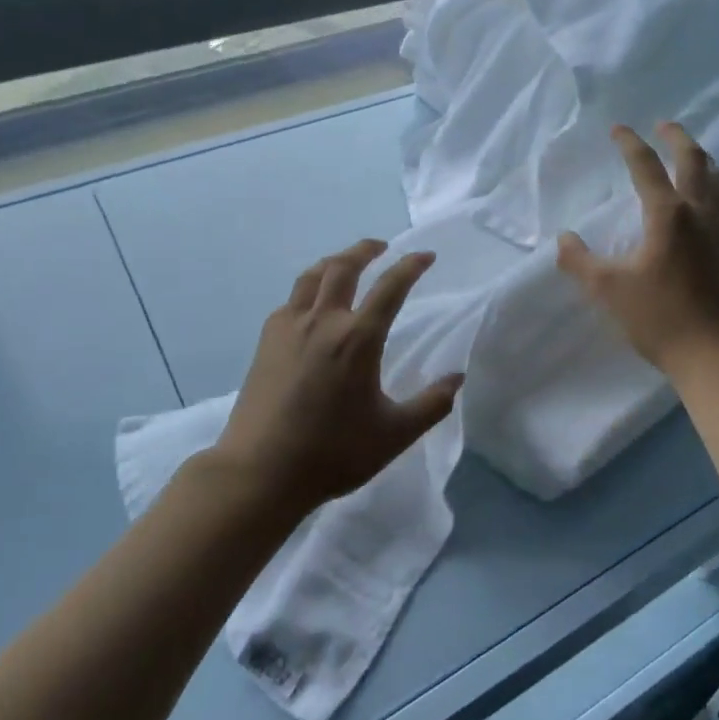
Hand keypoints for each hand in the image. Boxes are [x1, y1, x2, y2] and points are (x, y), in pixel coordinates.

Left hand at [213, 239, 464, 514]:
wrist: (260, 472)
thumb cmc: (332, 453)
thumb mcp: (395, 434)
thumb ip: (432, 404)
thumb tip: (458, 378)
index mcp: (358, 339)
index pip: (391, 287)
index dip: (411, 266)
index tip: (426, 255)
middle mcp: (323, 321)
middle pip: (343, 267)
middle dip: (366, 250)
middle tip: (382, 247)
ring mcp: (289, 328)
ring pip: (312, 276)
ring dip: (334, 261)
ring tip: (347, 262)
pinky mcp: (266, 341)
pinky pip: (291, 300)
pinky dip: (309, 289)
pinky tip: (313, 304)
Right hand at [557, 123, 718, 376]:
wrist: (717, 354)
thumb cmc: (660, 318)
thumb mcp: (608, 290)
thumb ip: (580, 261)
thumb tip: (564, 239)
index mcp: (667, 215)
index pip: (646, 167)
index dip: (630, 144)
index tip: (618, 129)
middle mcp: (699, 214)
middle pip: (694, 162)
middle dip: (678, 138)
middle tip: (665, 125)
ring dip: (705, 162)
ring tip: (695, 154)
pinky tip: (717, 211)